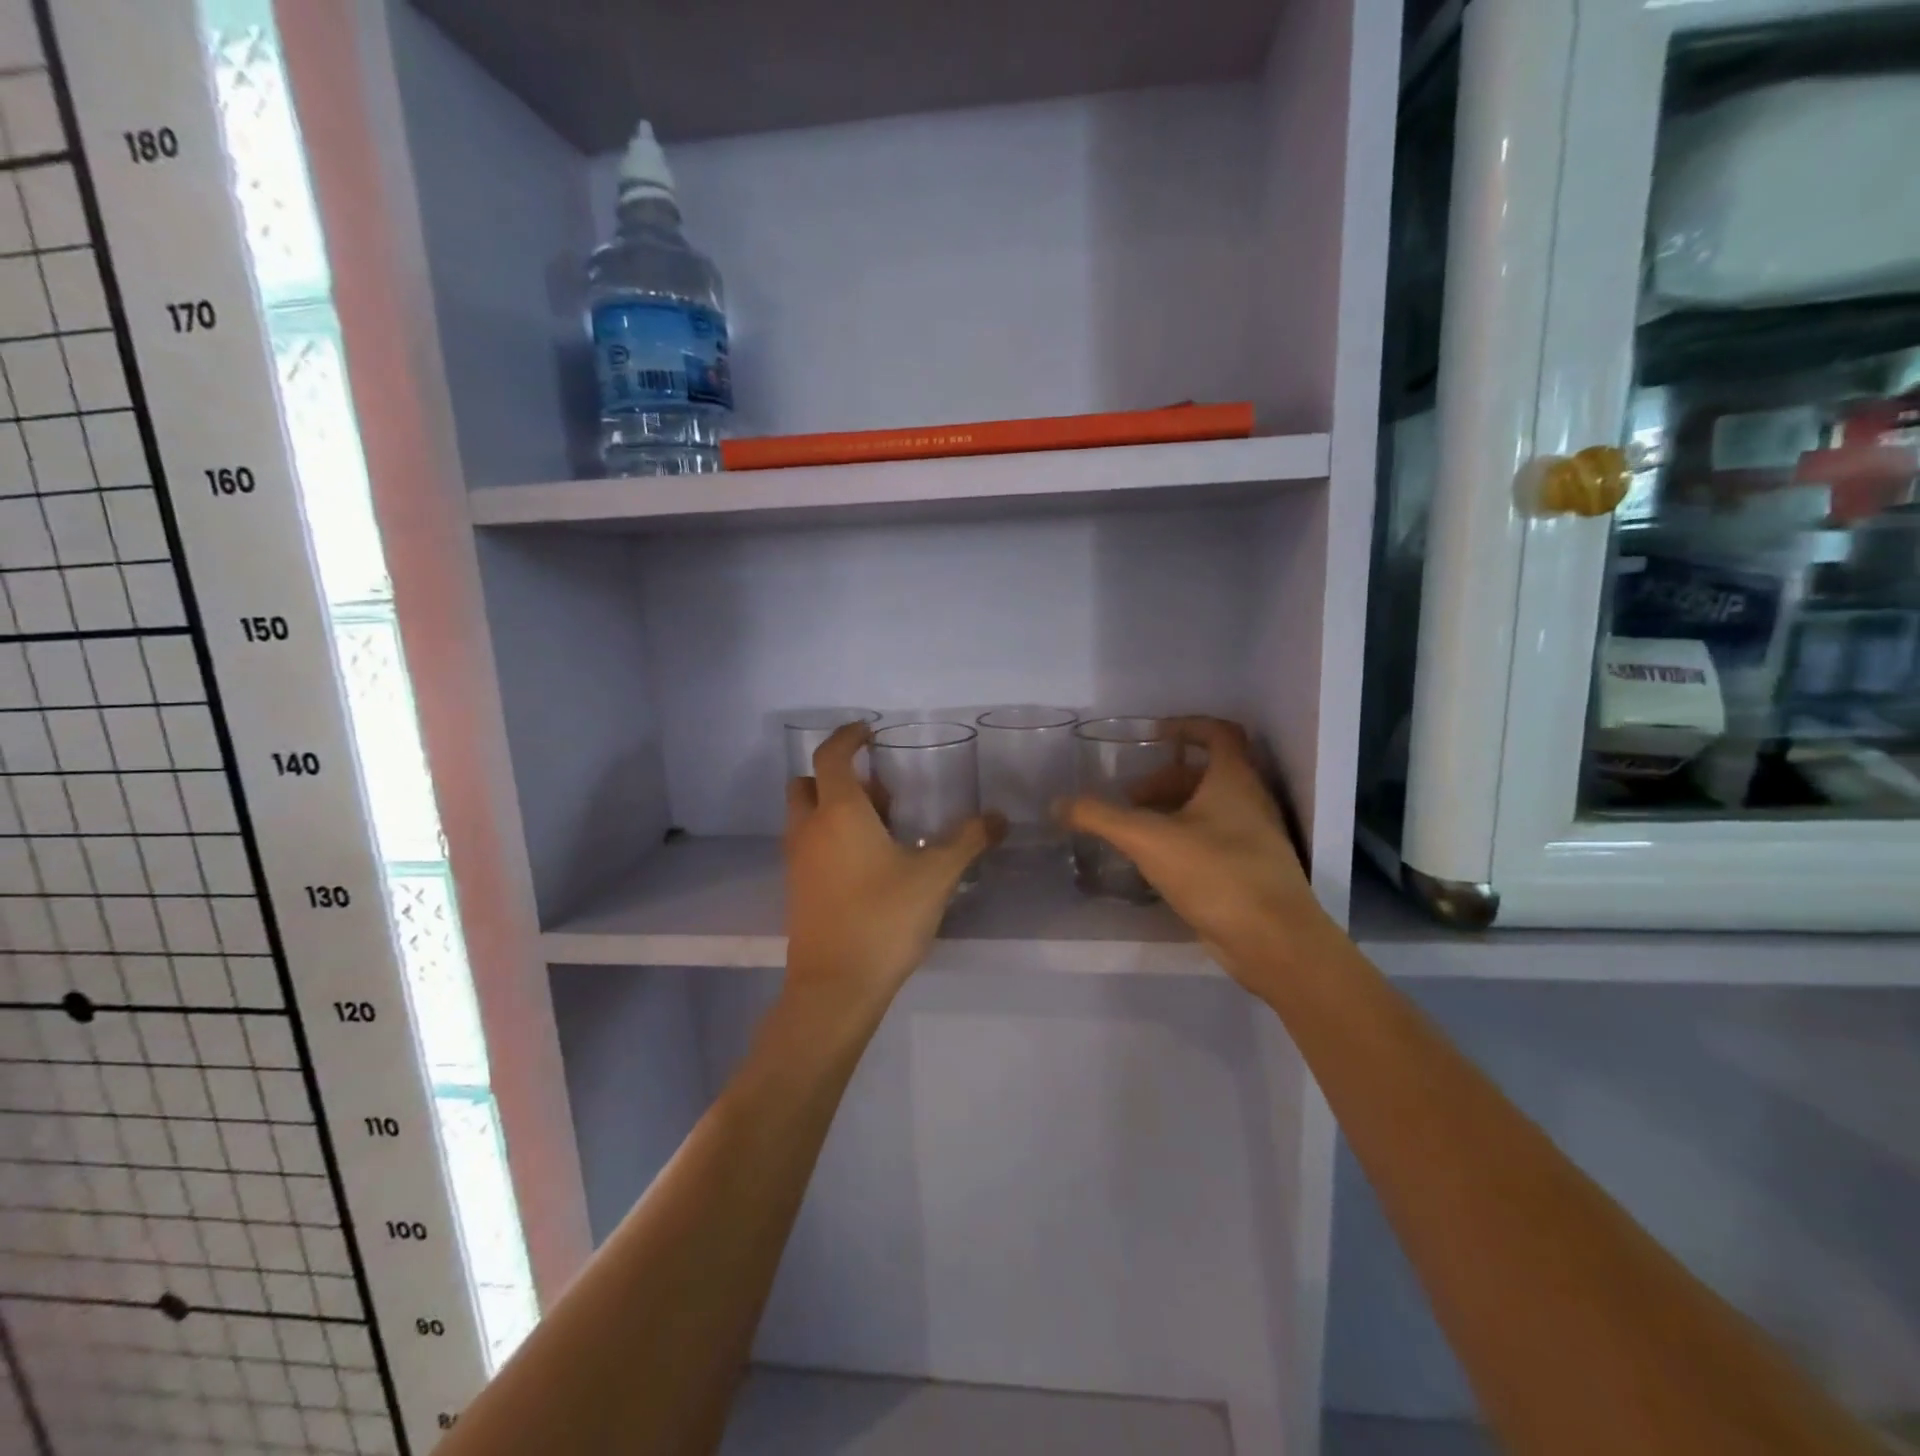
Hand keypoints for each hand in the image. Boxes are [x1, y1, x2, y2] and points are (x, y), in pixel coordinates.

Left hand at [784, 723, 1002, 1009]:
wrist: (835, 987)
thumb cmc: (883, 919)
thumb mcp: (935, 876)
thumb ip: (968, 841)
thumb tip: (999, 817)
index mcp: (838, 813)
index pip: (831, 756)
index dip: (847, 736)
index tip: (868, 732)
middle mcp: (809, 829)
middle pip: (807, 783)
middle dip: (837, 776)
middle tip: (879, 792)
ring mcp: (797, 861)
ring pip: (805, 816)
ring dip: (833, 808)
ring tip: (881, 830)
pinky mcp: (796, 890)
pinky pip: (807, 846)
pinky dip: (828, 838)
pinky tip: (867, 865)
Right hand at [1059, 717, 1332, 989]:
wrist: (1273, 941)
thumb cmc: (1216, 874)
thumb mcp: (1148, 840)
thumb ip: (1101, 818)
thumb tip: (1058, 803)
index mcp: (1235, 780)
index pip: (1219, 732)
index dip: (1187, 725)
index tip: (1154, 735)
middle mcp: (1250, 801)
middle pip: (1208, 774)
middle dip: (1165, 780)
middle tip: (1130, 797)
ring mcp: (1255, 837)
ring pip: (1211, 808)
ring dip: (1173, 810)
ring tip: (1136, 830)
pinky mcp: (1251, 870)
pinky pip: (1214, 839)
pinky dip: (1185, 838)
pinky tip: (1157, 862)